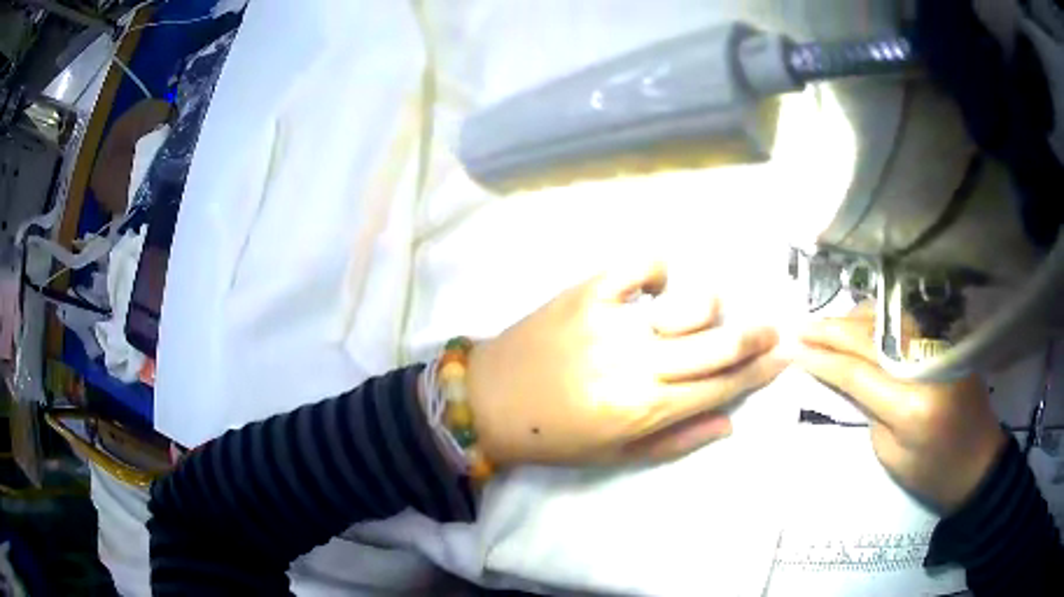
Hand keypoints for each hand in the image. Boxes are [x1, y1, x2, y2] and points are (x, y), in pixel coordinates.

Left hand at [466, 262, 786, 465]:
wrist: (489, 400)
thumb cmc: (554, 437)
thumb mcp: (616, 456)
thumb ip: (677, 440)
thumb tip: (730, 421)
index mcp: (645, 408)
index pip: (720, 386)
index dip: (759, 372)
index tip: (785, 356)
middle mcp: (637, 363)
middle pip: (718, 343)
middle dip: (757, 335)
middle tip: (775, 327)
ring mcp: (613, 320)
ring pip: (688, 303)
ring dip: (707, 307)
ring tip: (700, 316)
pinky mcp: (587, 292)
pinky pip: (639, 265)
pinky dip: (658, 270)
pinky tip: (656, 285)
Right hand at [796, 306, 1006, 512]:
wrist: (978, 461)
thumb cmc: (932, 473)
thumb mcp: (891, 454)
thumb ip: (870, 408)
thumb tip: (847, 375)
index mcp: (911, 405)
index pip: (857, 372)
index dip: (822, 359)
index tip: (791, 349)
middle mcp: (926, 365)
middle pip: (871, 337)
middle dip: (831, 331)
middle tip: (799, 329)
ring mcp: (940, 346)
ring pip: (887, 318)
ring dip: (853, 319)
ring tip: (826, 326)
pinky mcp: (947, 340)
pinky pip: (905, 321)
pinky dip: (879, 320)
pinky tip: (862, 324)